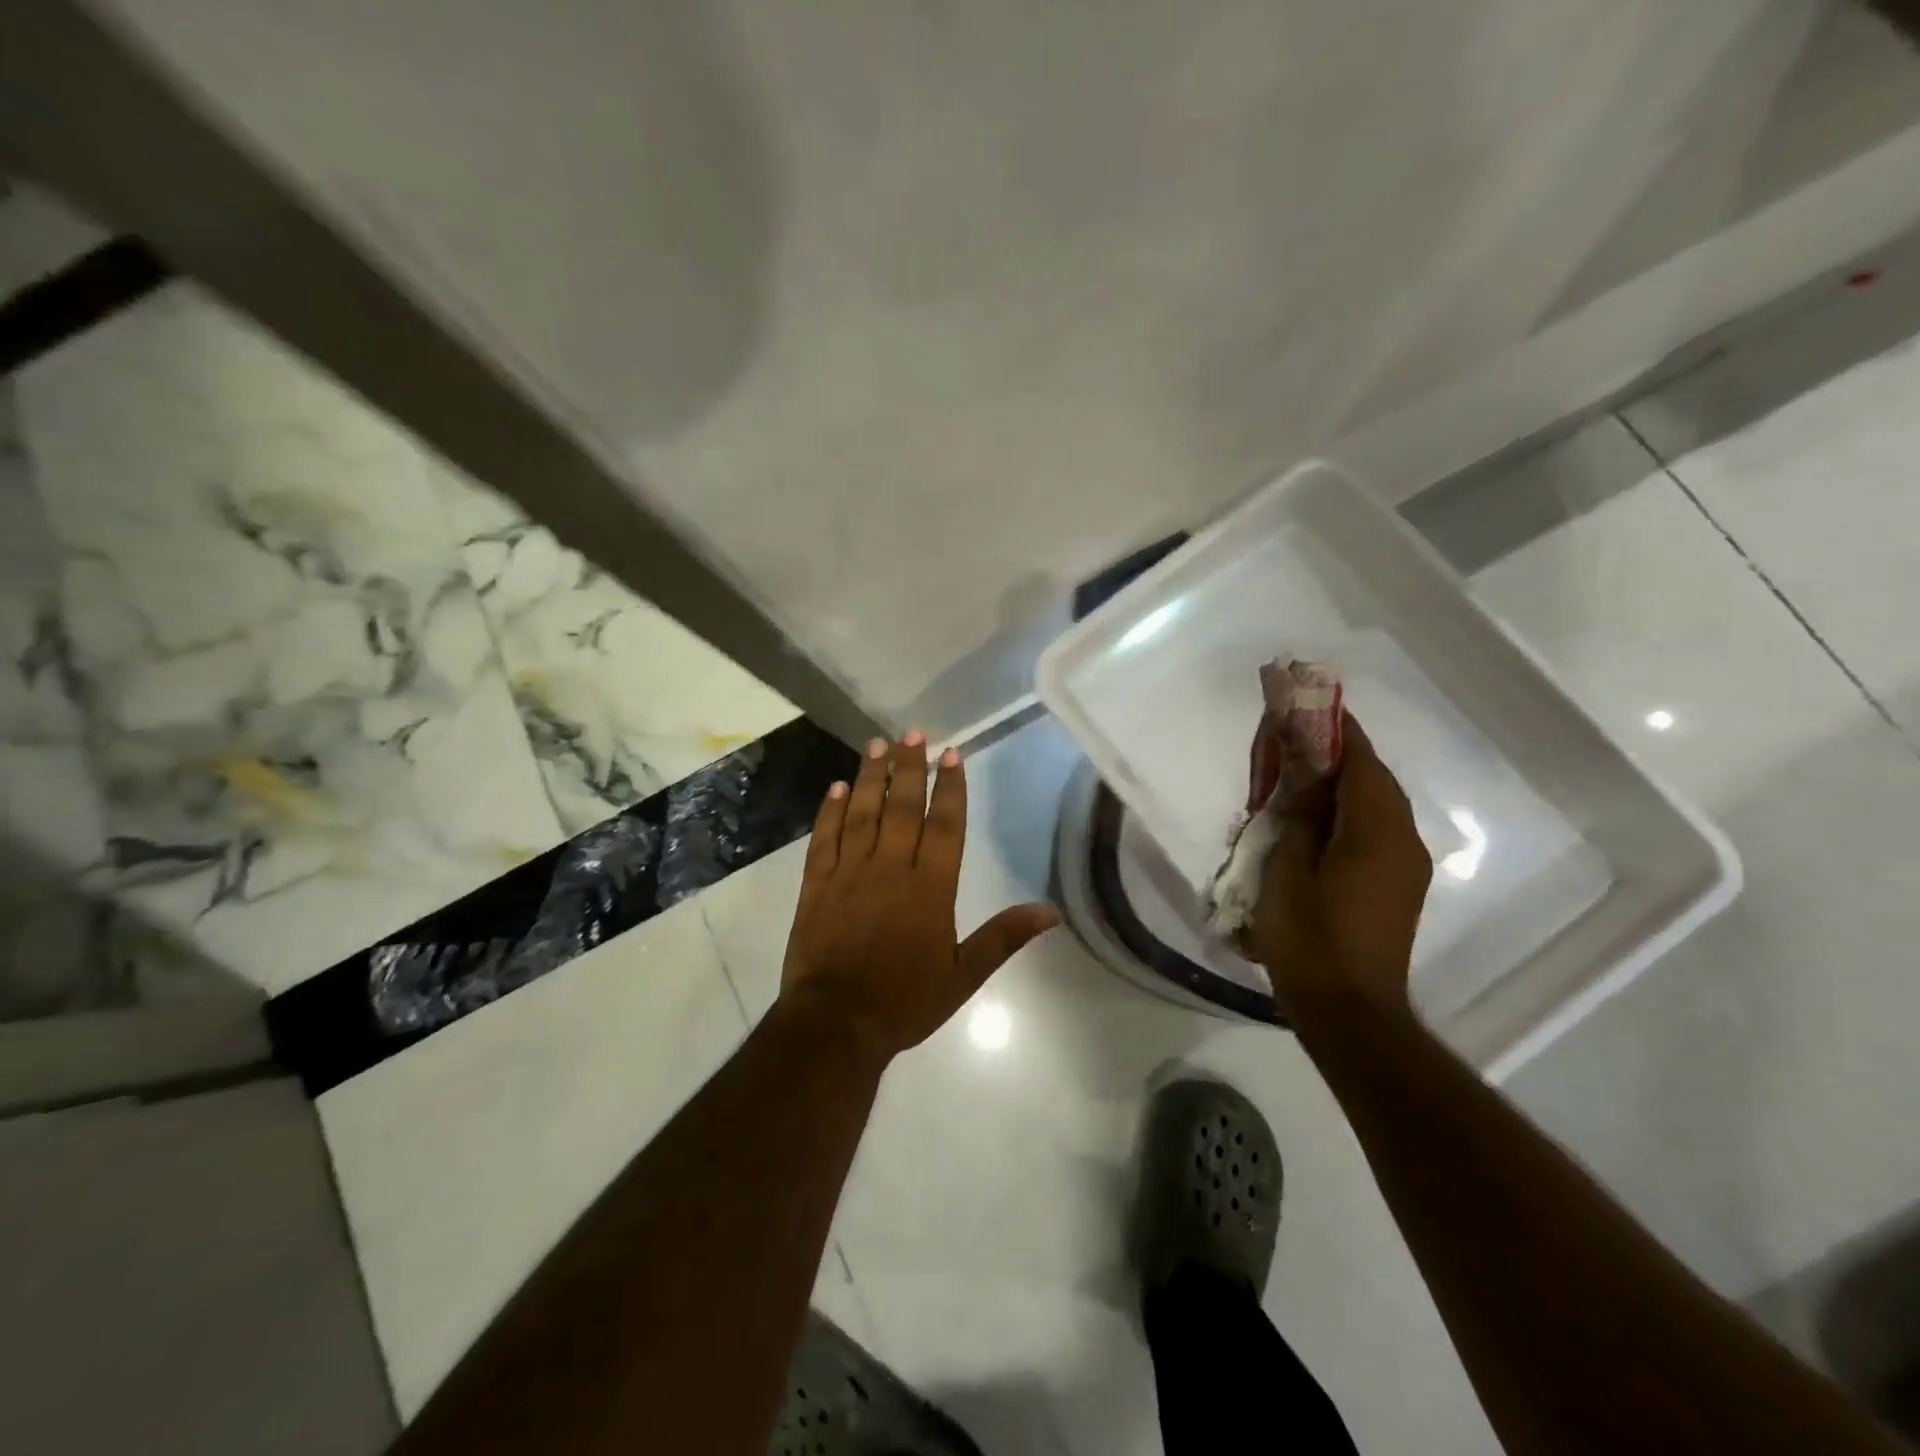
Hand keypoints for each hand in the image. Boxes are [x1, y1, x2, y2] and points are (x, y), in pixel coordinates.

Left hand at [778, 733, 1058, 1060]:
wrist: (836, 1024)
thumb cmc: (905, 1001)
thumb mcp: (964, 975)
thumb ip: (1004, 937)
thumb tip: (1050, 911)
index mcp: (930, 887)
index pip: (944, 824)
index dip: (949, 786)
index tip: (951, 754)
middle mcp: (890, 868)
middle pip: (902, 807)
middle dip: (909, 767)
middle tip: (913, 734)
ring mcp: (849, 872)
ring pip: (862, 813)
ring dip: (871, 776)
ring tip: (877, 745)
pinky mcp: (816, 884)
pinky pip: (825, 838)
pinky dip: (830, 810)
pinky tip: (836, 788)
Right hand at [1246, 713, 1431, 1013]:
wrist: (1350, 1012)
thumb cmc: (1309, 938)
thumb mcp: (1287, 869)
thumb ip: (1298, 814)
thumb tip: (1304, 771)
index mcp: (1375, 830)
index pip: (1360, 761)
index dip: (1334, 730)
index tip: (1308, 705)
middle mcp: (1402, 840)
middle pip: (1373, 779)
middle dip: (1337, 754)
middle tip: (1293, 742)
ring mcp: (1406, 865)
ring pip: (1376, 805)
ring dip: (1342, 785)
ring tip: (1299, 778)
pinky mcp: (1398, 886)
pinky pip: (1376, 831)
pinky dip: (1348, 813)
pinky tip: (1315, 822)